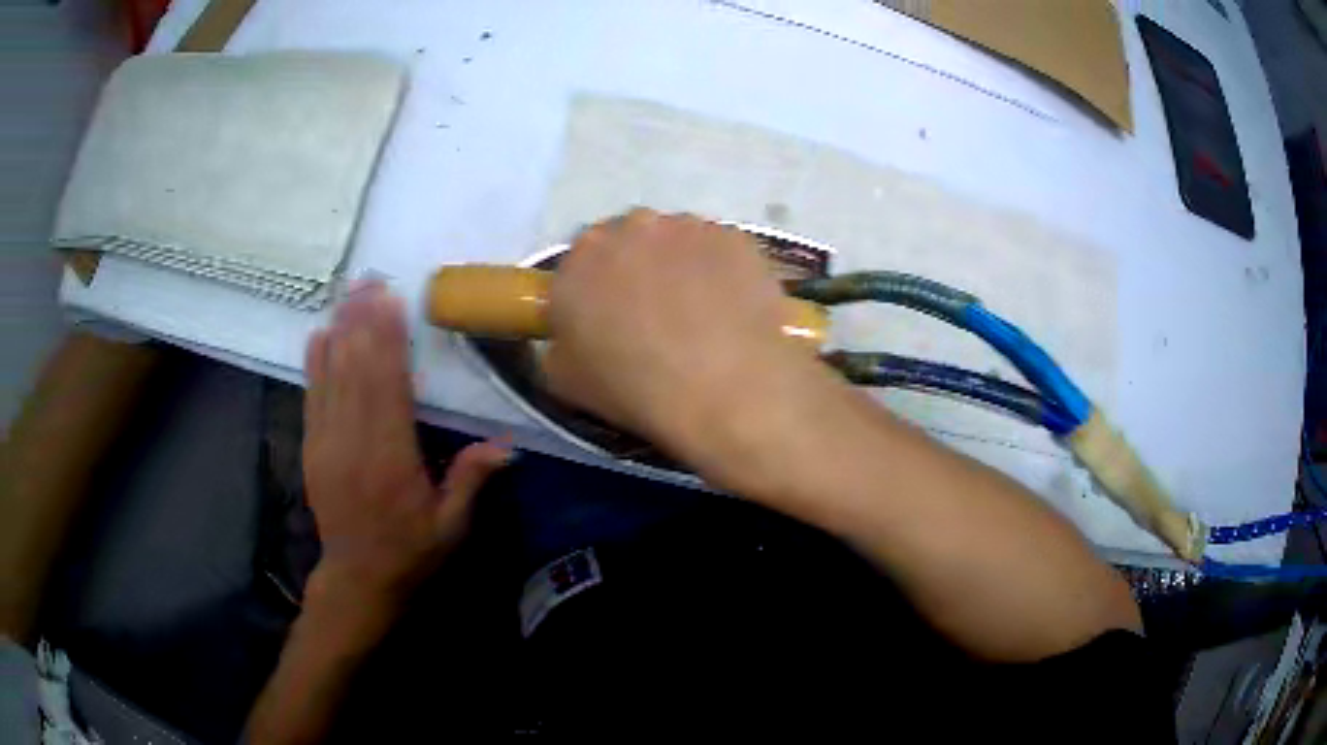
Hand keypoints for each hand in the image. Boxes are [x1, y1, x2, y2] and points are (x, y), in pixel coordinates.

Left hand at [302, 281, 509, 609]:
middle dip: (362, 322)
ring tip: (347, 293)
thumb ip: (470, 483)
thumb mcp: (451, 528)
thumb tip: (505, 444)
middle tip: (368, 280)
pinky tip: (319, 334)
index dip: (388, 343)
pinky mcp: (312, 448)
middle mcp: (354, 446)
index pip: (388, 390)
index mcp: (391, 462)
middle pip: (357, 373)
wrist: (357, 577)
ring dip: (339, 332)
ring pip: (332, 378)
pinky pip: (311, 397)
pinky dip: (314, 363)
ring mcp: (327, 445)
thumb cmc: (410, 551)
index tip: (391, 302)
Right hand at [544, 209, 813, 453]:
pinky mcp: (735, 238)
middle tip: (653, 313)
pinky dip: (722, 272)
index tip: (608, 316)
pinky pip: (720, 250)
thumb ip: (557, 344)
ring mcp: (689, 227)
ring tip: (700, 313)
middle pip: (630, 240)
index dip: (595, 288)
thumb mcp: (563, 380)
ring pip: (678, 240)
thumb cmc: (633, 389)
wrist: (722, 392)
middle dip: (637, 269)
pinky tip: (731, 310)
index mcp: (580, 257)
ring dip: (681, 266)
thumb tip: (570, 336)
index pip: (580, 261)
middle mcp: (632, 227)